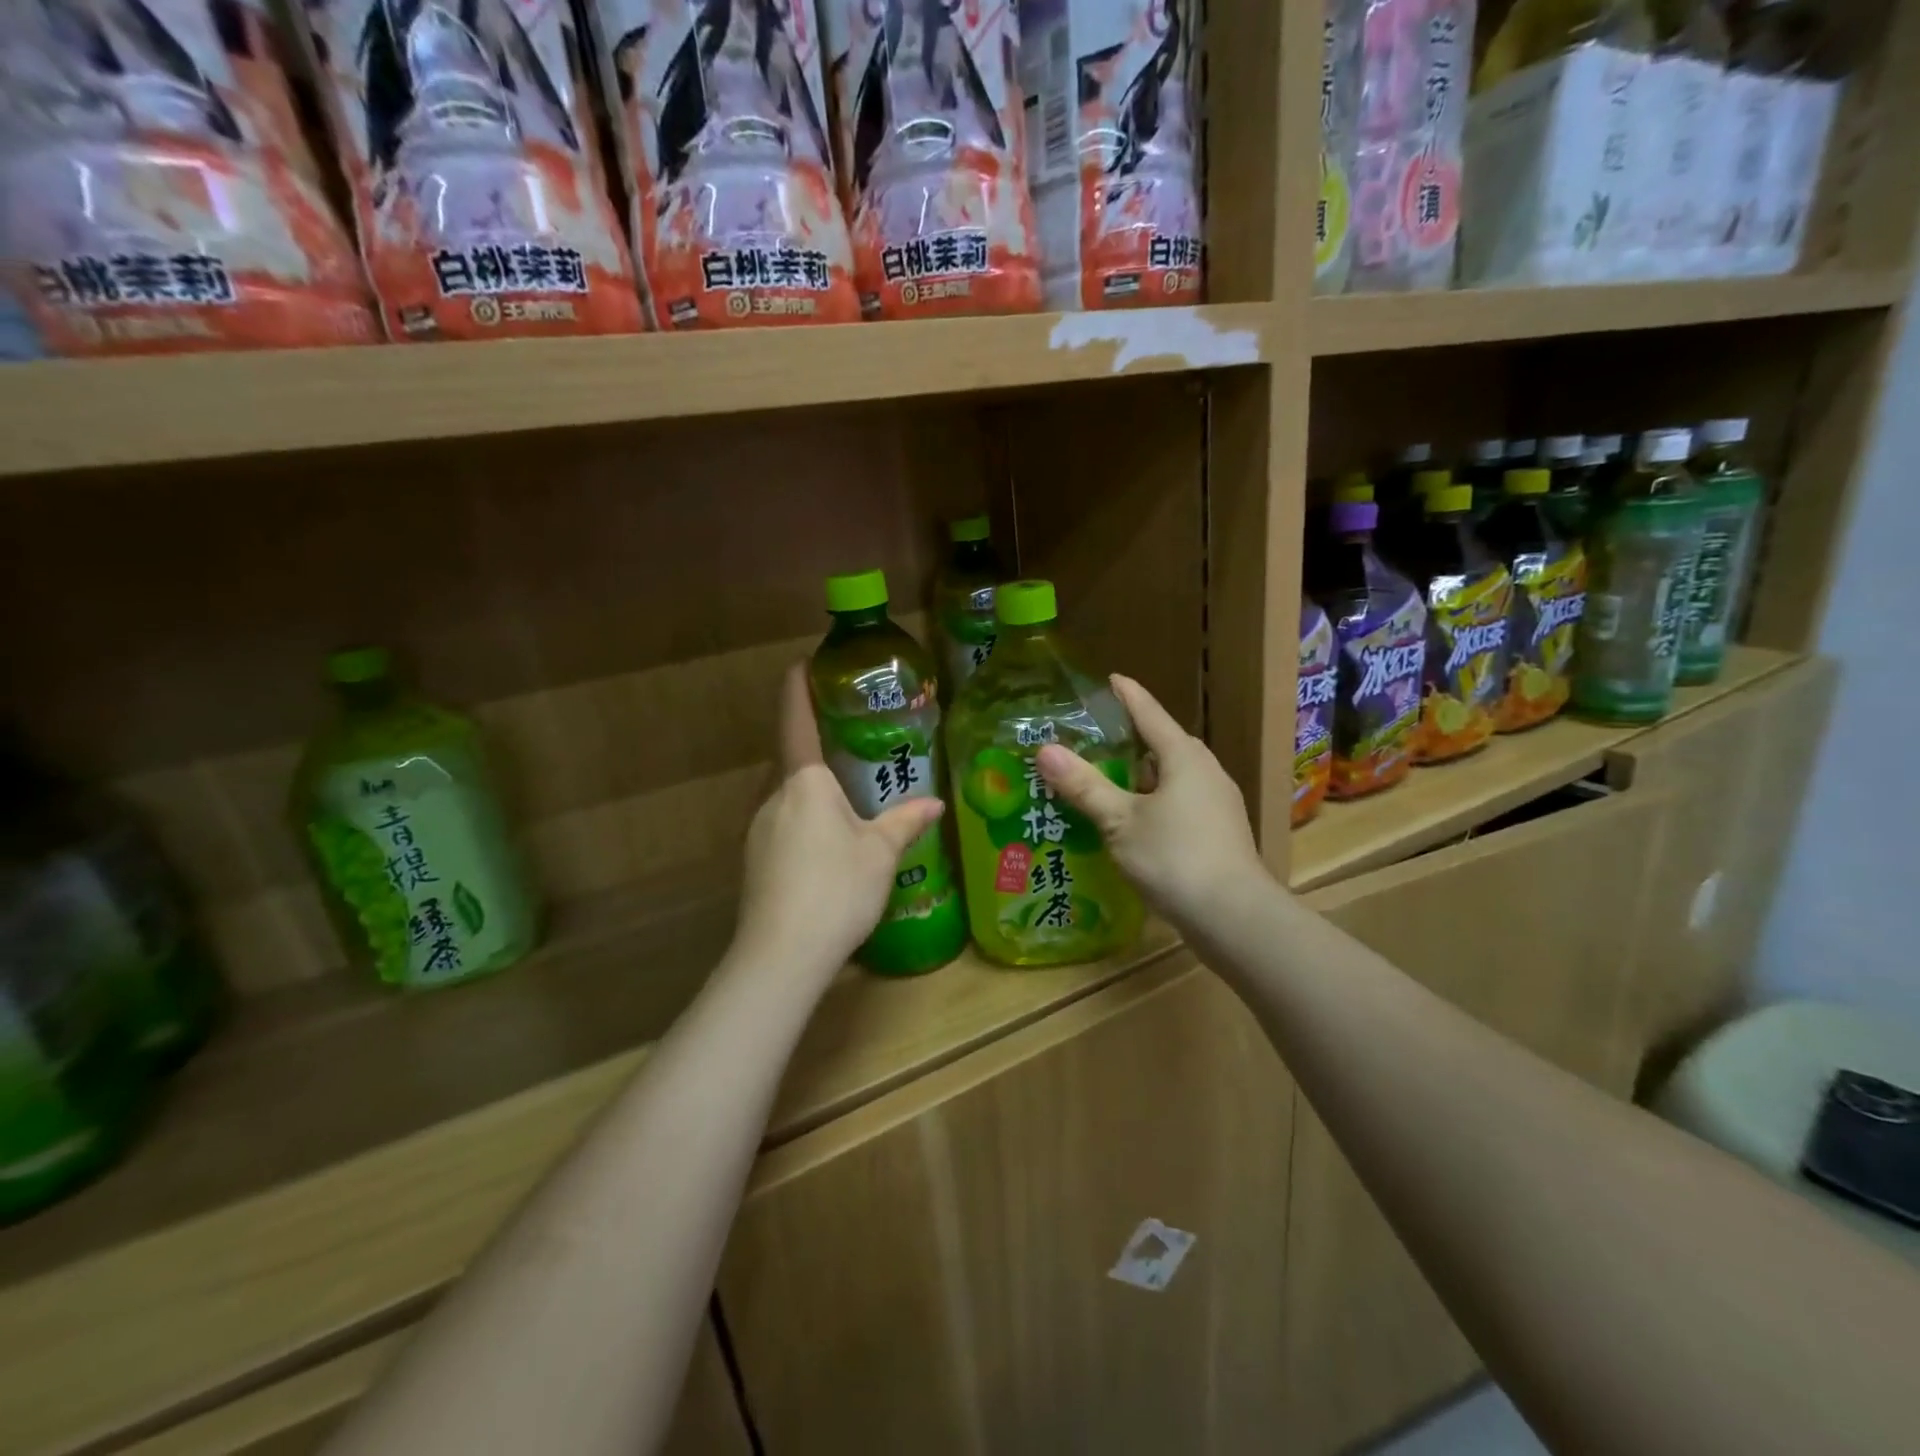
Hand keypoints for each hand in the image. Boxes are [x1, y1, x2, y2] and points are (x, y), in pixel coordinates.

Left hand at [734, 664, 943, 977]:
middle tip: (852, 745)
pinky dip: (804, 822)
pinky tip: (828, 848)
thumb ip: (906, 822)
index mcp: (804, 782)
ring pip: (787, 797)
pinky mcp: (754, 861)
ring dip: (812, 791)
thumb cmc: (836, 888)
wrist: (781, 955)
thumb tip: (935, 803)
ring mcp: (757, 831)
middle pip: (792, 761)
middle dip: (817, 748)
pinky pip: (782, 825)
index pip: (795, 720)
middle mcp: (773, 797)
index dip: (798, 688)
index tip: (803, 663)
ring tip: (848, 800)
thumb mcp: (881, 853)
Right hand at [1036, 675, 1265, 933]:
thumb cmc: (1174, 858)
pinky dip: (1152, 801)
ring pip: (1172, 776)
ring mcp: (1217, 803)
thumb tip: (1045, 750)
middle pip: (1163, 744)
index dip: (1127, 695)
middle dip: (1130, 739)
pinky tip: (1131, 820)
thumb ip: (1084, 785)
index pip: (1150, 713)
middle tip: (1092, 738)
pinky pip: (1179, 802)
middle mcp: (1205, 771)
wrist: (1234, 917)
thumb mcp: (1120, 821)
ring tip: (1104, 780)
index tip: (1110, 678)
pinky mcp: (1218, 831)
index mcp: (1183, 757)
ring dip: (1140, 775)